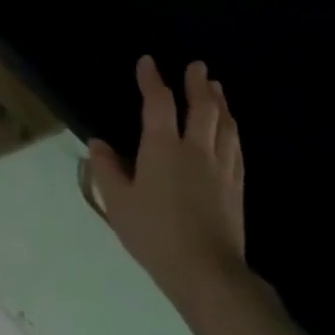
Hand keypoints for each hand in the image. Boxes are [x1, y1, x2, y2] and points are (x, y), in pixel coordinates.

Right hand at [88, 58, 250, 316]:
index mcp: (163, 148)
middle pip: (202, 108)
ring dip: (220, 103)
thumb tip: (98, 143)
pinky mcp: (236, 187)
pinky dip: (232, 131)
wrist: (207, 272)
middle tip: (197, 66)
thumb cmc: (154, 234)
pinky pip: (236, 149)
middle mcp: (196, 150)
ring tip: (216, 88)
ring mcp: (221, 168)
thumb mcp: (118, 202)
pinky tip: (231, 130)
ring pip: (225, 125)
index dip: (152, 80)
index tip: (148, 62)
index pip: (158, 103)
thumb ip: (106, 169)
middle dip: (198, 84)